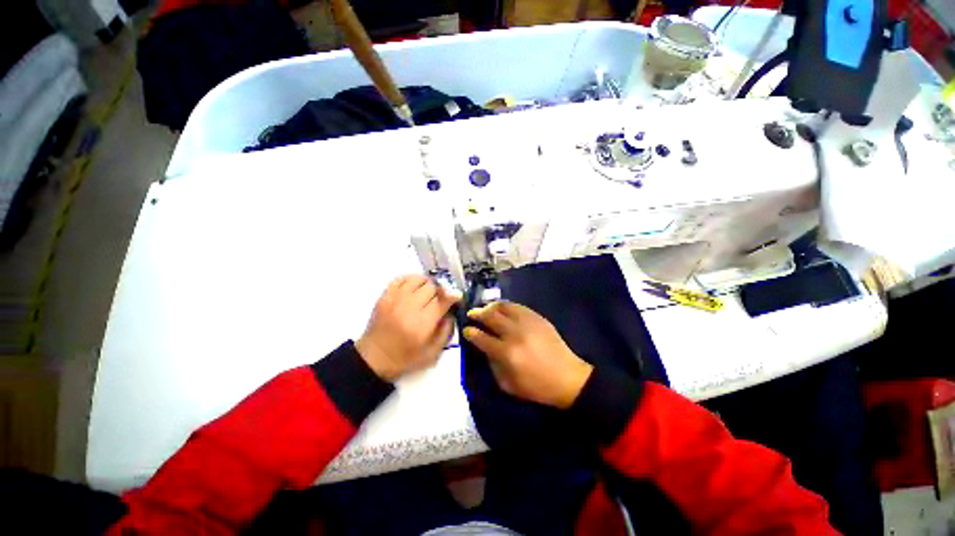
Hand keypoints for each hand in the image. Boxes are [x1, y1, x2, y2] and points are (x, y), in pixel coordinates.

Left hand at [356, 275, 460, 381]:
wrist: (374, 358)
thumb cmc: (405, 358)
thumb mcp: (432, 353)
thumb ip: (446, 331)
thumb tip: (451, 311)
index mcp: (422, 324)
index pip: (443, 300)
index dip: (453, 296)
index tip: (457, 297)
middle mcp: (409, 307)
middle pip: (432, 287)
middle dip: (440, 293)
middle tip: (438, 301)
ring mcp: (395, 299)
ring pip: (418, 279)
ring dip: (426, 284)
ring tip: (426, 294)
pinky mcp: (384, 296)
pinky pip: (402, 278)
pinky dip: (411, 280)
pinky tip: (413, 289)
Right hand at [463, 301, 592, 408]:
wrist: (567, 377)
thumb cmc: (536, 386)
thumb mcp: (508, 385)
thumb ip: (493, 365)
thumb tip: (485, 348)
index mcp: (506, 353)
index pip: (481, 337)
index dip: (470, 332)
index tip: (466, 330)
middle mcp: (514, 334)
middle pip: (490, 317)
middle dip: (477, 313)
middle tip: (472, 314)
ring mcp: (527, 322)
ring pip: (503, 307)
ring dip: (490, 306)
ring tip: (486, 309)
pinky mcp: (537, 317)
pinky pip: (517, 306)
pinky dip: (506, 306)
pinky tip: (502, 309)